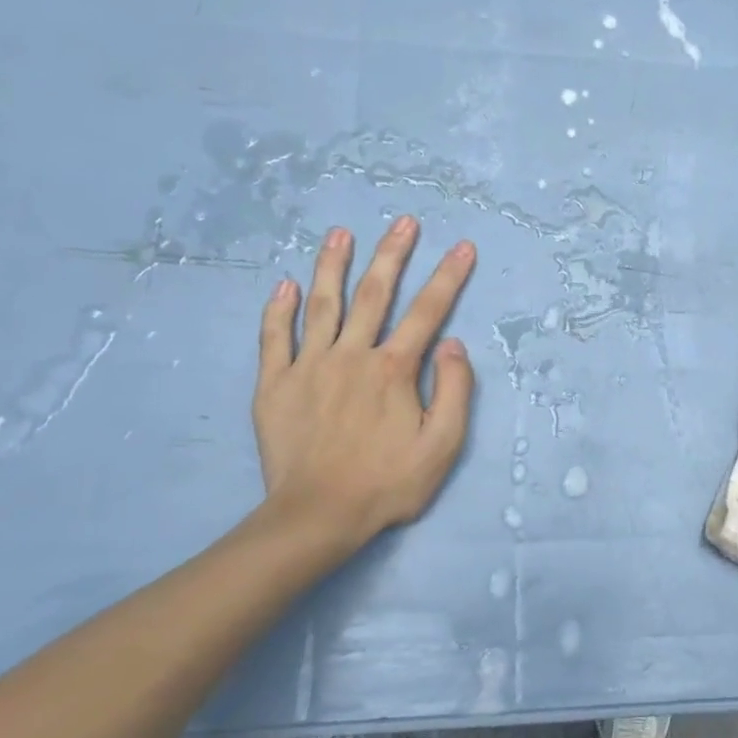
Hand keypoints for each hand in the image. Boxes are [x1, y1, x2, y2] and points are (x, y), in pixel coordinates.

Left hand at [253, 217, 476, 567]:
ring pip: (322, 304)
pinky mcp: (275, 384)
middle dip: (392, 254)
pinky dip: (279, 309)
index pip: (428, 312)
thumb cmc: (388, 483)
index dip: (448, 277)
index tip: (463, 246)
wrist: (318, 515)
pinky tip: (285, 283)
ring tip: (340, 233)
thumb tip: (453, 345)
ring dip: (333, 265)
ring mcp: (309, 366)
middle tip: (403, 222)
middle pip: (373, 294)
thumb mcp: (443, 446)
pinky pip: (275, 337)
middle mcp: (351, 355)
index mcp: (394, 370)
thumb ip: (454, 391)